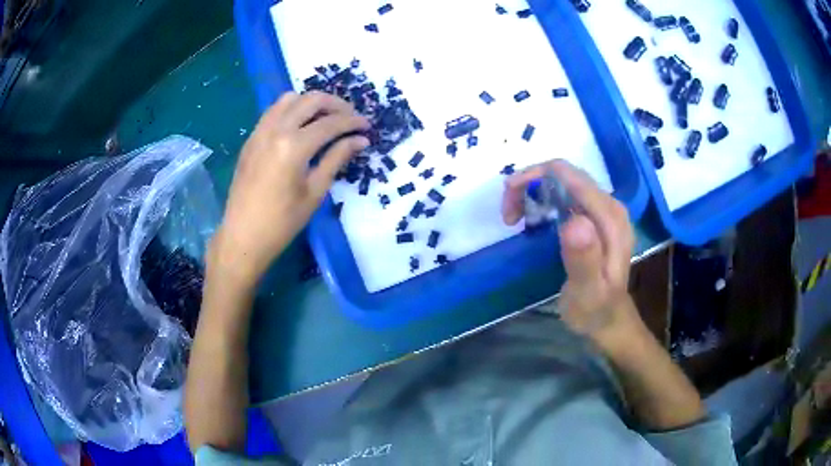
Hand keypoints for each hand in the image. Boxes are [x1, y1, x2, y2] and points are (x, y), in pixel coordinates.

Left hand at [210, 91, 369, 287]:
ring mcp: (260, 131)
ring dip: (311, 102)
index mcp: (293, 146)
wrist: (243, 236)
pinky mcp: (251, 138)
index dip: (353, 122)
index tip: (367, 126)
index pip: (330, 123)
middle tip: (350, 117)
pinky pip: (273, 110)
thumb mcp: (315, 192)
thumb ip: (337, 159)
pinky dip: (292, 109)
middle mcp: (275, 130)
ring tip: (325, 117)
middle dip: (336, 104)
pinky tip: (300, 125)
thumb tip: (360, 140)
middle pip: (311, 100)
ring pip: (289, 99)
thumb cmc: (282, 222)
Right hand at [502, 160, 638, 344]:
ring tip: (515, 218)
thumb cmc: (595, 310)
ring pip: (562, 182)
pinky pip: (564, 195)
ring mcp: (602, 210)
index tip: (509, 206)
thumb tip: (574, 222)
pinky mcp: (594, 218)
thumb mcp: (588, 292)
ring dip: (533, 192)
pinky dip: (542, 200)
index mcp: (609, 216)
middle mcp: (608, 205)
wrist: (609, 321)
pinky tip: (531, 220)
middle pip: (564, 174)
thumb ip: (585, 259)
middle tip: (509, 216)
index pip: (567, 175)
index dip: (534, 179)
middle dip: (530, 185)